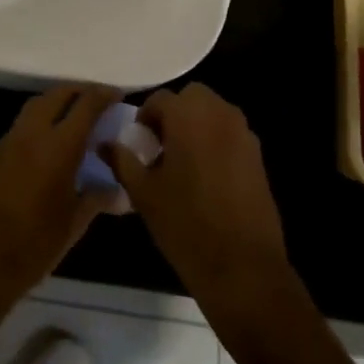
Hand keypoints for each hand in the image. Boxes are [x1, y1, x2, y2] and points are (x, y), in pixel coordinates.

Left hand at [0, 84, 121, 300]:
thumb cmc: (36, 244)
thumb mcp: (75, 223)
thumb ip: (98, 197)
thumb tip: (119, 191)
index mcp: (59, 146)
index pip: (86, 105)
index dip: (104, 95)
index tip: (119, 95)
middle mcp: (33, 133)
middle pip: (58, 94)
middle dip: (80, 91)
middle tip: (98, 101)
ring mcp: (11, 140)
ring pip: (37, 104)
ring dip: (58, 101)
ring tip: (77, 116)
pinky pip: (24, 122)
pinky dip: (42, 118)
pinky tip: (52, 140)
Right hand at [101, 83, 293, 321]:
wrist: (242, 266)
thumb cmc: (185, 224)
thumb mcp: (144, 193)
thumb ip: (122, 161)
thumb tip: (105, 144)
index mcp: (189, 116)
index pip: (160, 99)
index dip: (145, 118)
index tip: (139, 144)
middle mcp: (220, 114)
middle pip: (192, 98)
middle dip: (175, 114)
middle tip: (161, 147)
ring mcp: (244, 134)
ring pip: (214, 113)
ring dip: (197, 125)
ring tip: (183, 163)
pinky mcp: (258, 156)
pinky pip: (231, 134)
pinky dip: (216, 142)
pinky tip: (207, 178)